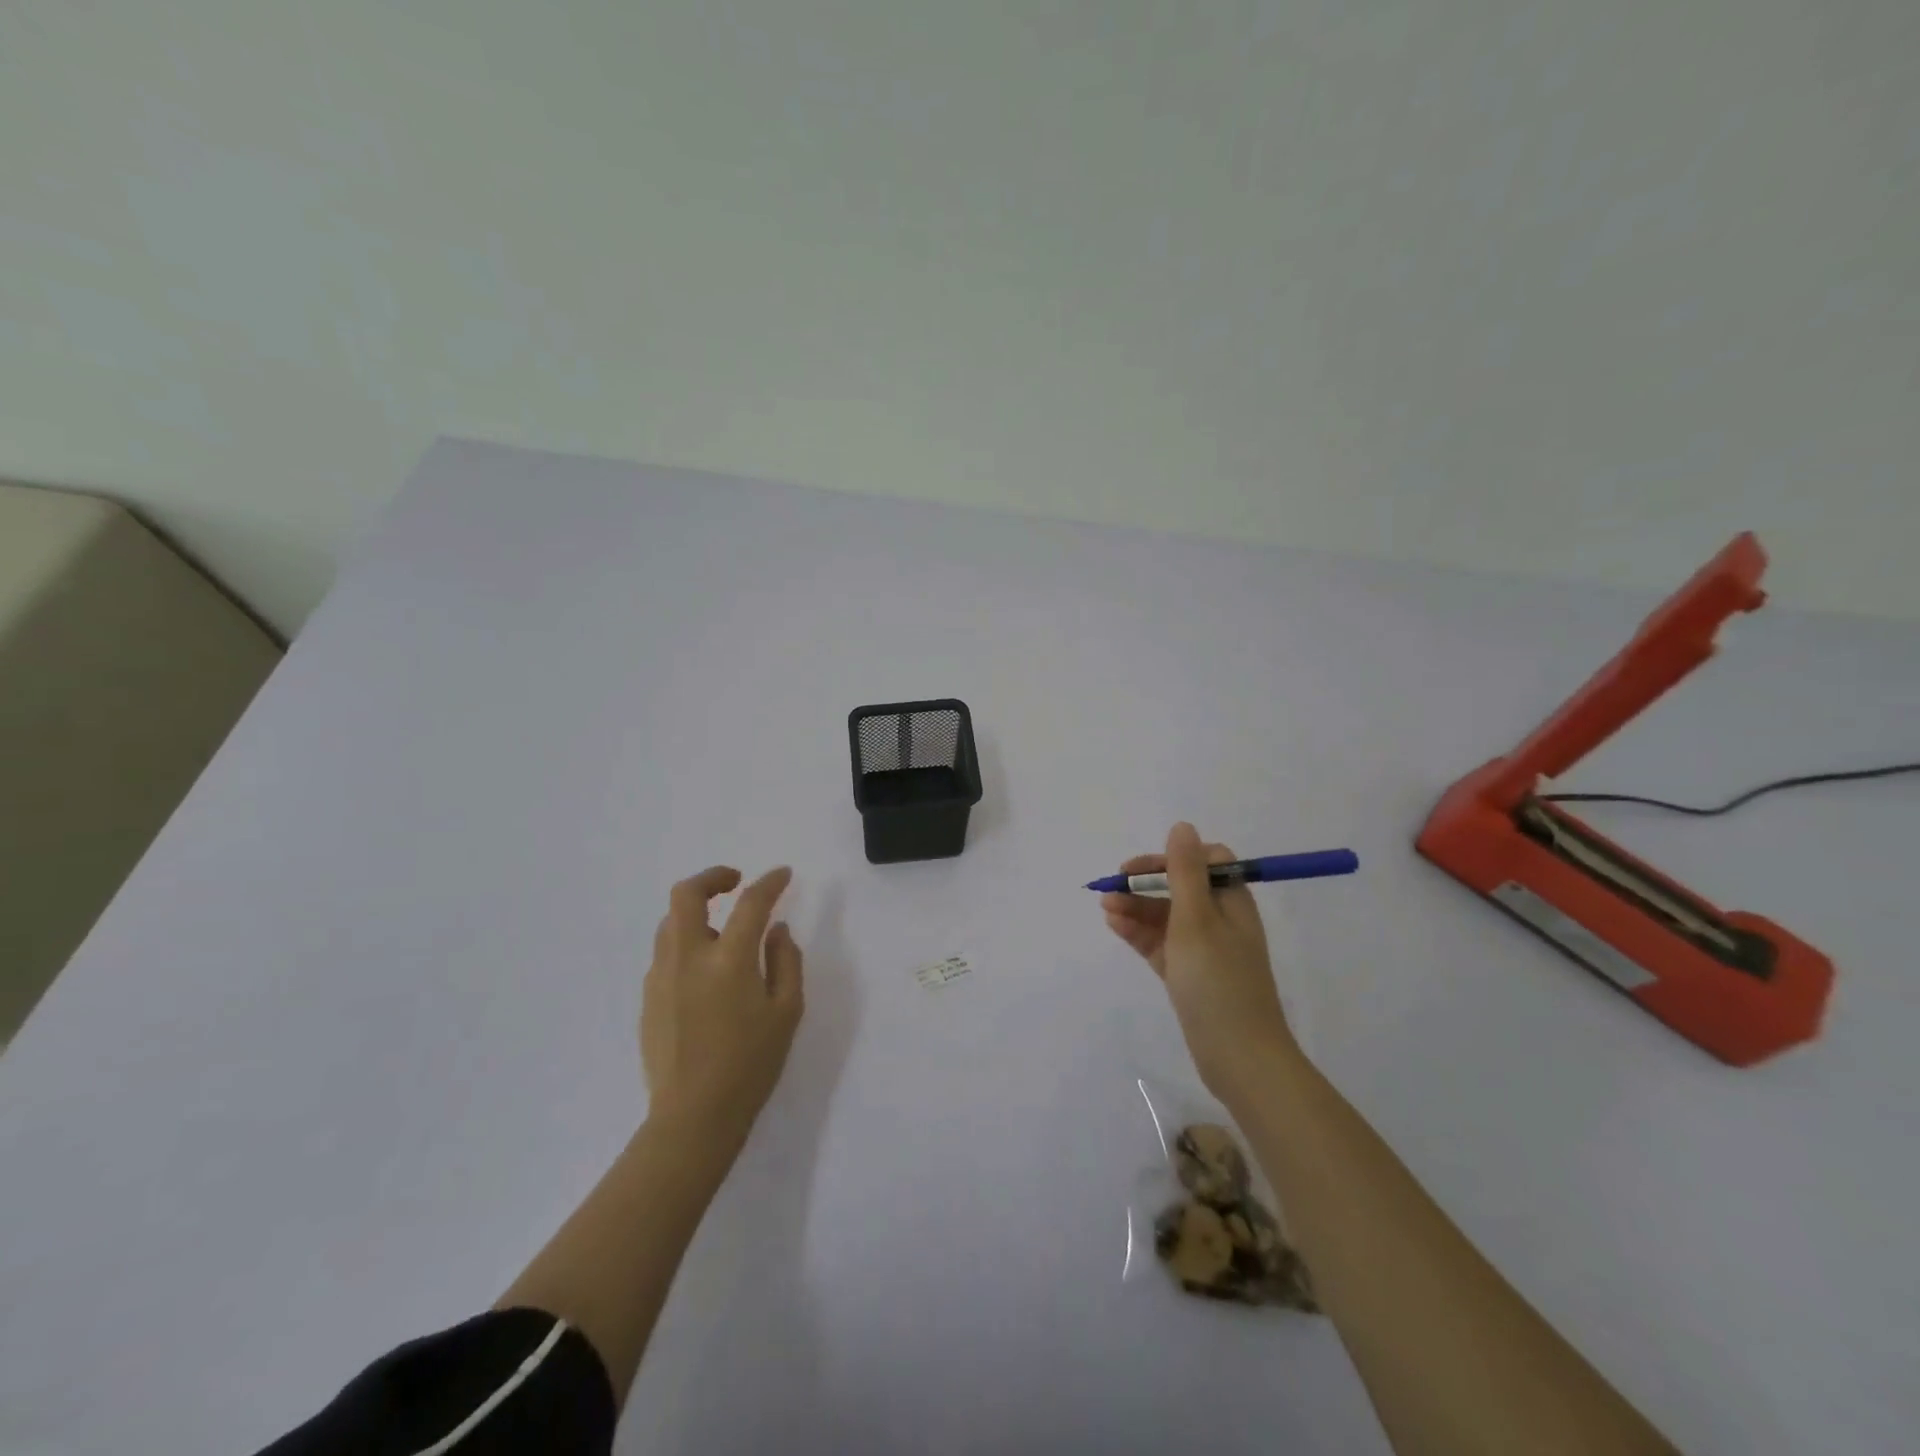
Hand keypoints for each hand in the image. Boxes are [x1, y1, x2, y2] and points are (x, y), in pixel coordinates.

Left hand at [641, 865, 804, 1146]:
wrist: (693, 1117)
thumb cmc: (751, 1064)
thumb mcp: (787, 1012)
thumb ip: (786, 961)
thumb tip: (777, 930)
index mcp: (728, 960)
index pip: (750, 903)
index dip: (770, 883)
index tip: (783, 874)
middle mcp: (688, 958)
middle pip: (686, 895)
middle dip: (712, 877)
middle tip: (734, 882)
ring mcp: (661, 977)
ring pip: (670, 922)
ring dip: (696, 912)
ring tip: (720, 928)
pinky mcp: (648, 998)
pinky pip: (665, 953)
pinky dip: (685, 944)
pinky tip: (704, 970)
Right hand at [1101, 822, 1296, 1101]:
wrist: (1239, 1058)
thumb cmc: (1218, 981)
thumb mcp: (1197, 919)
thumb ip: (1185, 872)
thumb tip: (1182, 826)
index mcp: (1231, 902)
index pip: (1204, 861)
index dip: (1171, 858)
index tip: (1140, 868)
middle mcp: (1220, 920)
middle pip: (1180, 887)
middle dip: (1145, 883)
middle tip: (1111, 887)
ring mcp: (1204, 949)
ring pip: (1166, 916)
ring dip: (1137, 907)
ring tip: (1105, 907)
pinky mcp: (1189, 974)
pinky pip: (1161, 943)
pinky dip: (1139, 932)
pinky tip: (1115, 925)